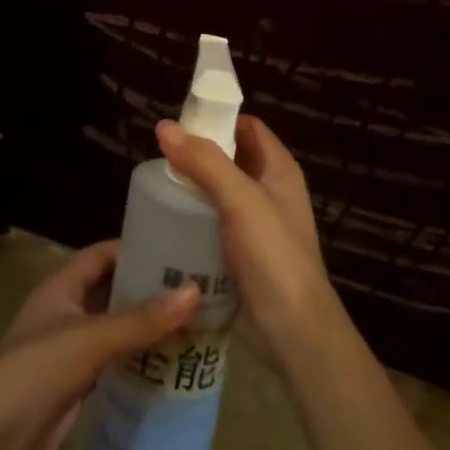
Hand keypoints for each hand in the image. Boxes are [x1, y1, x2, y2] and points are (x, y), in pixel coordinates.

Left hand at [0, 239, 199, 449]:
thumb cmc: (36, 373)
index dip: (136, 248)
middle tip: (195, 287)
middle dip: (148, 288)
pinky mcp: (75, 385)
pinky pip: (113, 361)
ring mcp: (69, 349)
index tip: (178, 248)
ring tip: (192, 321)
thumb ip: (141, 319)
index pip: (103, 254)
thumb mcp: (91, 339)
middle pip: (112, 290)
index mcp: (61, 287)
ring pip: (115, 327)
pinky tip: (168, 361)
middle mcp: (64, 311)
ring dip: (146, 326)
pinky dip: (137, 358)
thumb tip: (194, 291)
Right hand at [155, 115, 346, 379]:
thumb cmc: (274, 256)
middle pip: (230, 158)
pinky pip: (213, 224)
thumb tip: (164, 126)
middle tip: (159, 156)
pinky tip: (167, 222)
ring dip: (192, 188)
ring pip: (218, 193)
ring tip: (156, 186)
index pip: (247, 127)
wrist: (293, 331)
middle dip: (198, 154)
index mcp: (279, 170)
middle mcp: (269, 191)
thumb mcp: (241, 200)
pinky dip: (193, 219)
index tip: (179, 121)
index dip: (217, 118)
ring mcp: (256, 224)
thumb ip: (205, 162)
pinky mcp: (241, 254)